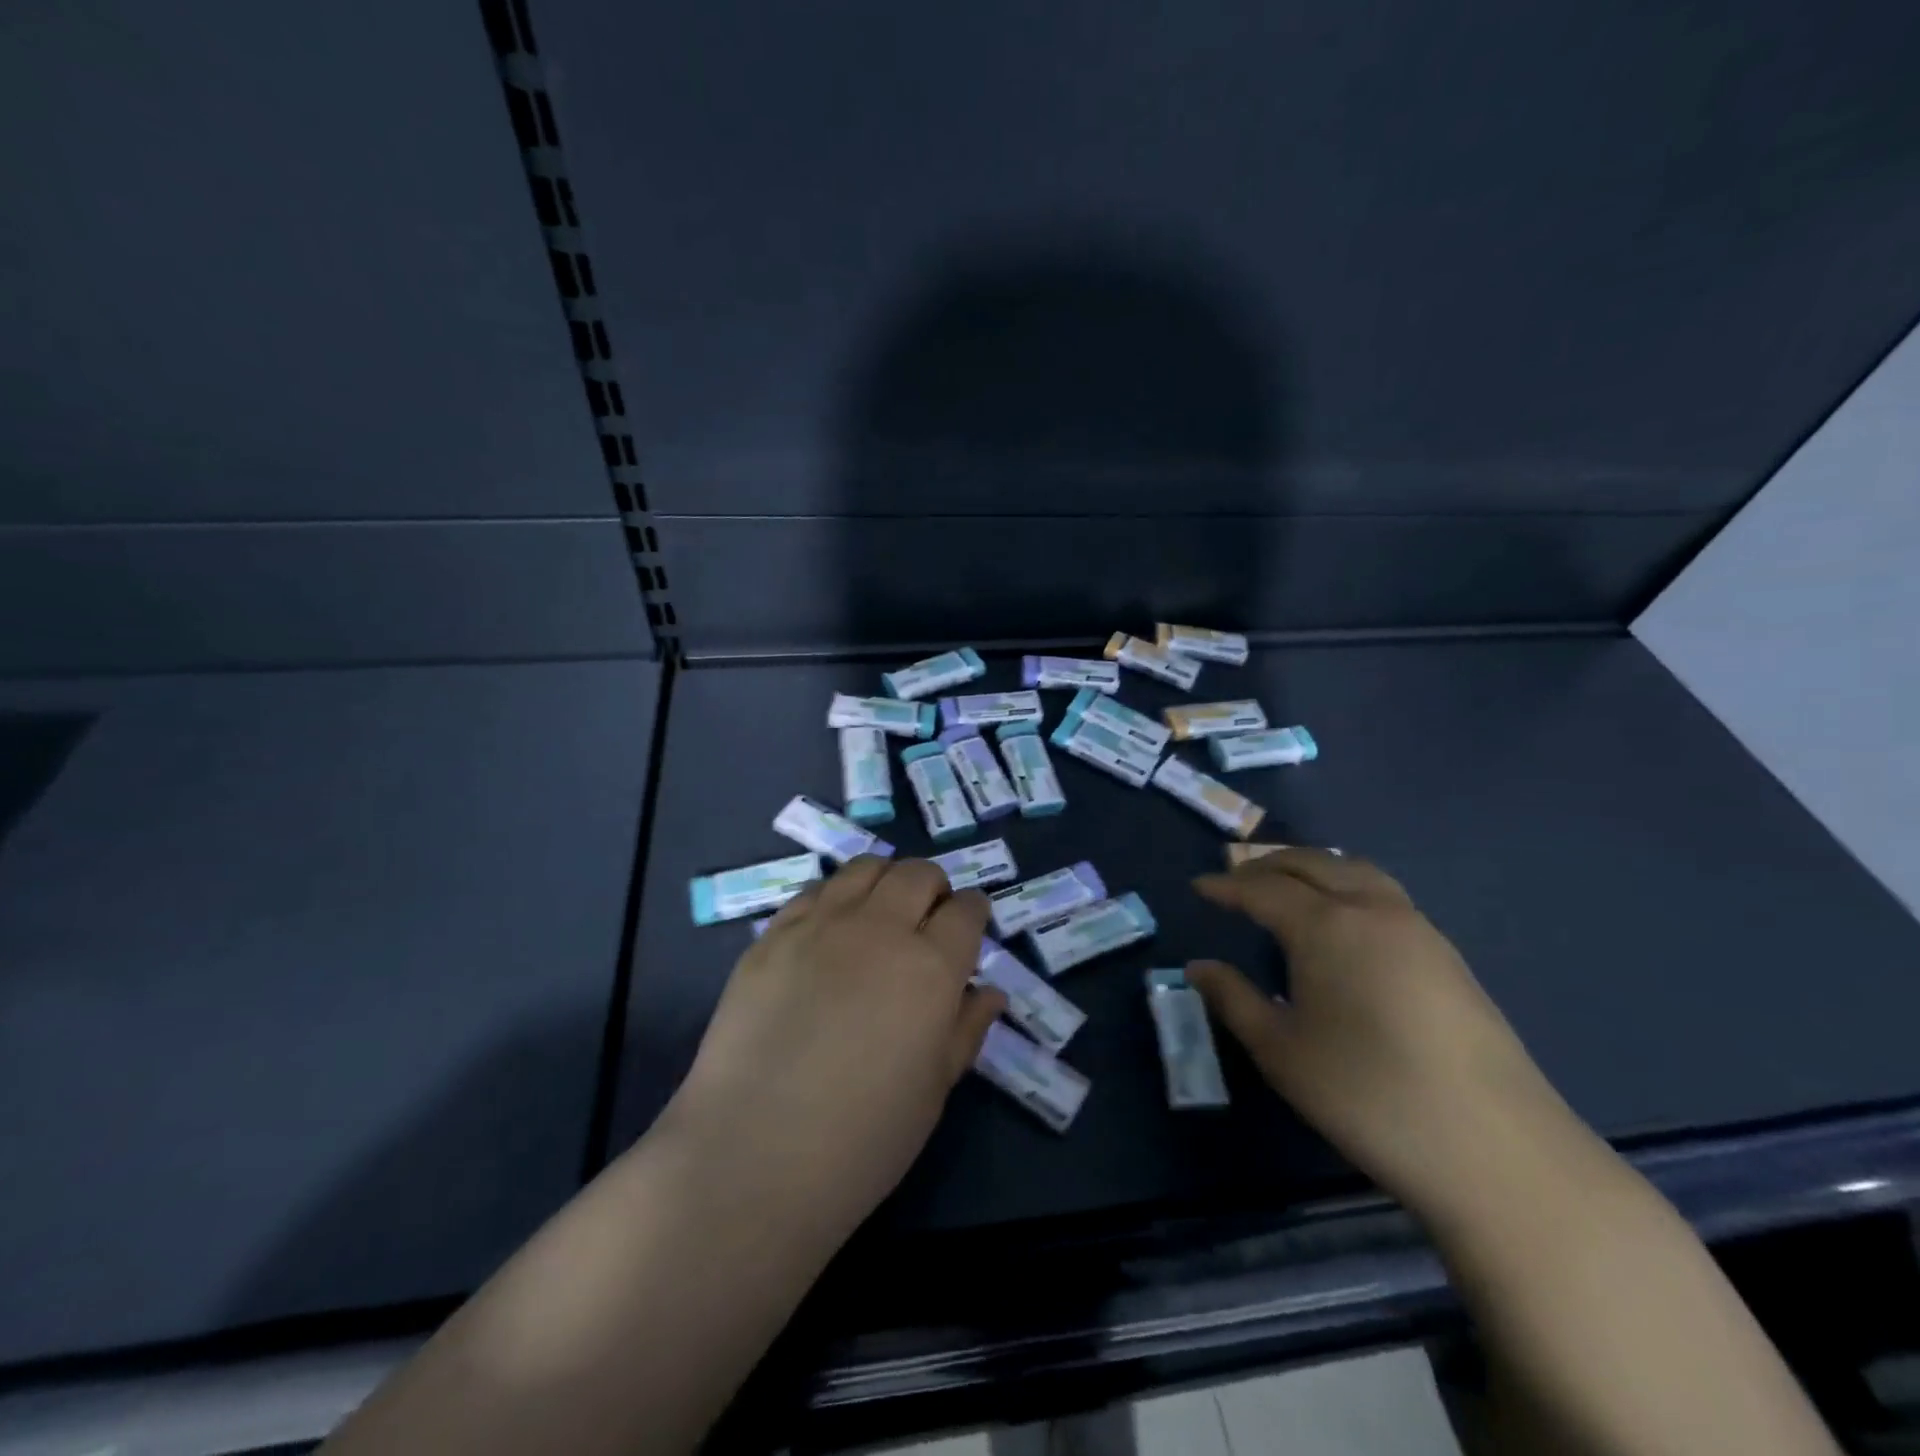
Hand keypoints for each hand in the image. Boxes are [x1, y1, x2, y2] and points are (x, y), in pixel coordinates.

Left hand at [660, 856, 1004, 1242]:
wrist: (753, 1155)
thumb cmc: (862, 1138)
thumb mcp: (934, 1090)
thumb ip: (965, 1030)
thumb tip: (989, 992)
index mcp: (931, 968)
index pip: (966, 910)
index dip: (974, 912)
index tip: (971, 925)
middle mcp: (880, 930)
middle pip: (918, 874)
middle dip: (934, 887)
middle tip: (928, 919)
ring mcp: (820, 925)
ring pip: (865, 869)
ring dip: (886, 880)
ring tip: (881, 912)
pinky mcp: (773, 935)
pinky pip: (815, 890)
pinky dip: (837, 896)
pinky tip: (831, 929)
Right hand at [1189, 849, 1570, 1215]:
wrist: (1496, 1150)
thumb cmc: (1367, 1095)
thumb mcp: (1281, 1051)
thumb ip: (1233, 999)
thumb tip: (1198, 968)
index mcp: (1325, 925)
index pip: (1262, 889)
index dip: (1225, 886)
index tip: (1197, 888)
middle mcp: (1372, 910)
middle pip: (1312, 863)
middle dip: (1267, 864)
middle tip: (1235, 880)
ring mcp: (1417, 929)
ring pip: (1354, 871)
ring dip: (1312, 868)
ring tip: (1286, 887)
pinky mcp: (1447, 956)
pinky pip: (1384, 895)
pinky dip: (1347, 887)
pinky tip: (1341, 924)